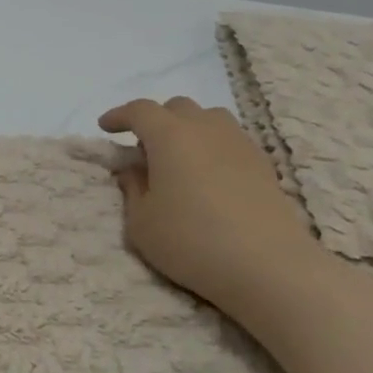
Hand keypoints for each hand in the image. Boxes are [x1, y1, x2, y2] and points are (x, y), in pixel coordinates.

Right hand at [99, 96, 315, 310]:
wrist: (267, 265)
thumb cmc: (191, 241)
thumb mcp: (141, 222)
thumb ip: (132, 189)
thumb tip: (134, 170)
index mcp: (170, 136)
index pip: (139, 111)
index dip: (119, 116)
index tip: (105, 128)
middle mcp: (206, 129)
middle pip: (177, 107)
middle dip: (155, 120)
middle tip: (142, 149)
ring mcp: (239, 143)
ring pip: (209, 118)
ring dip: (187, 128)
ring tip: (178, 158)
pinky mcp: (263, 164)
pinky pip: (230, 139)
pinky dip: (211, 146)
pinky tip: (207, 175)